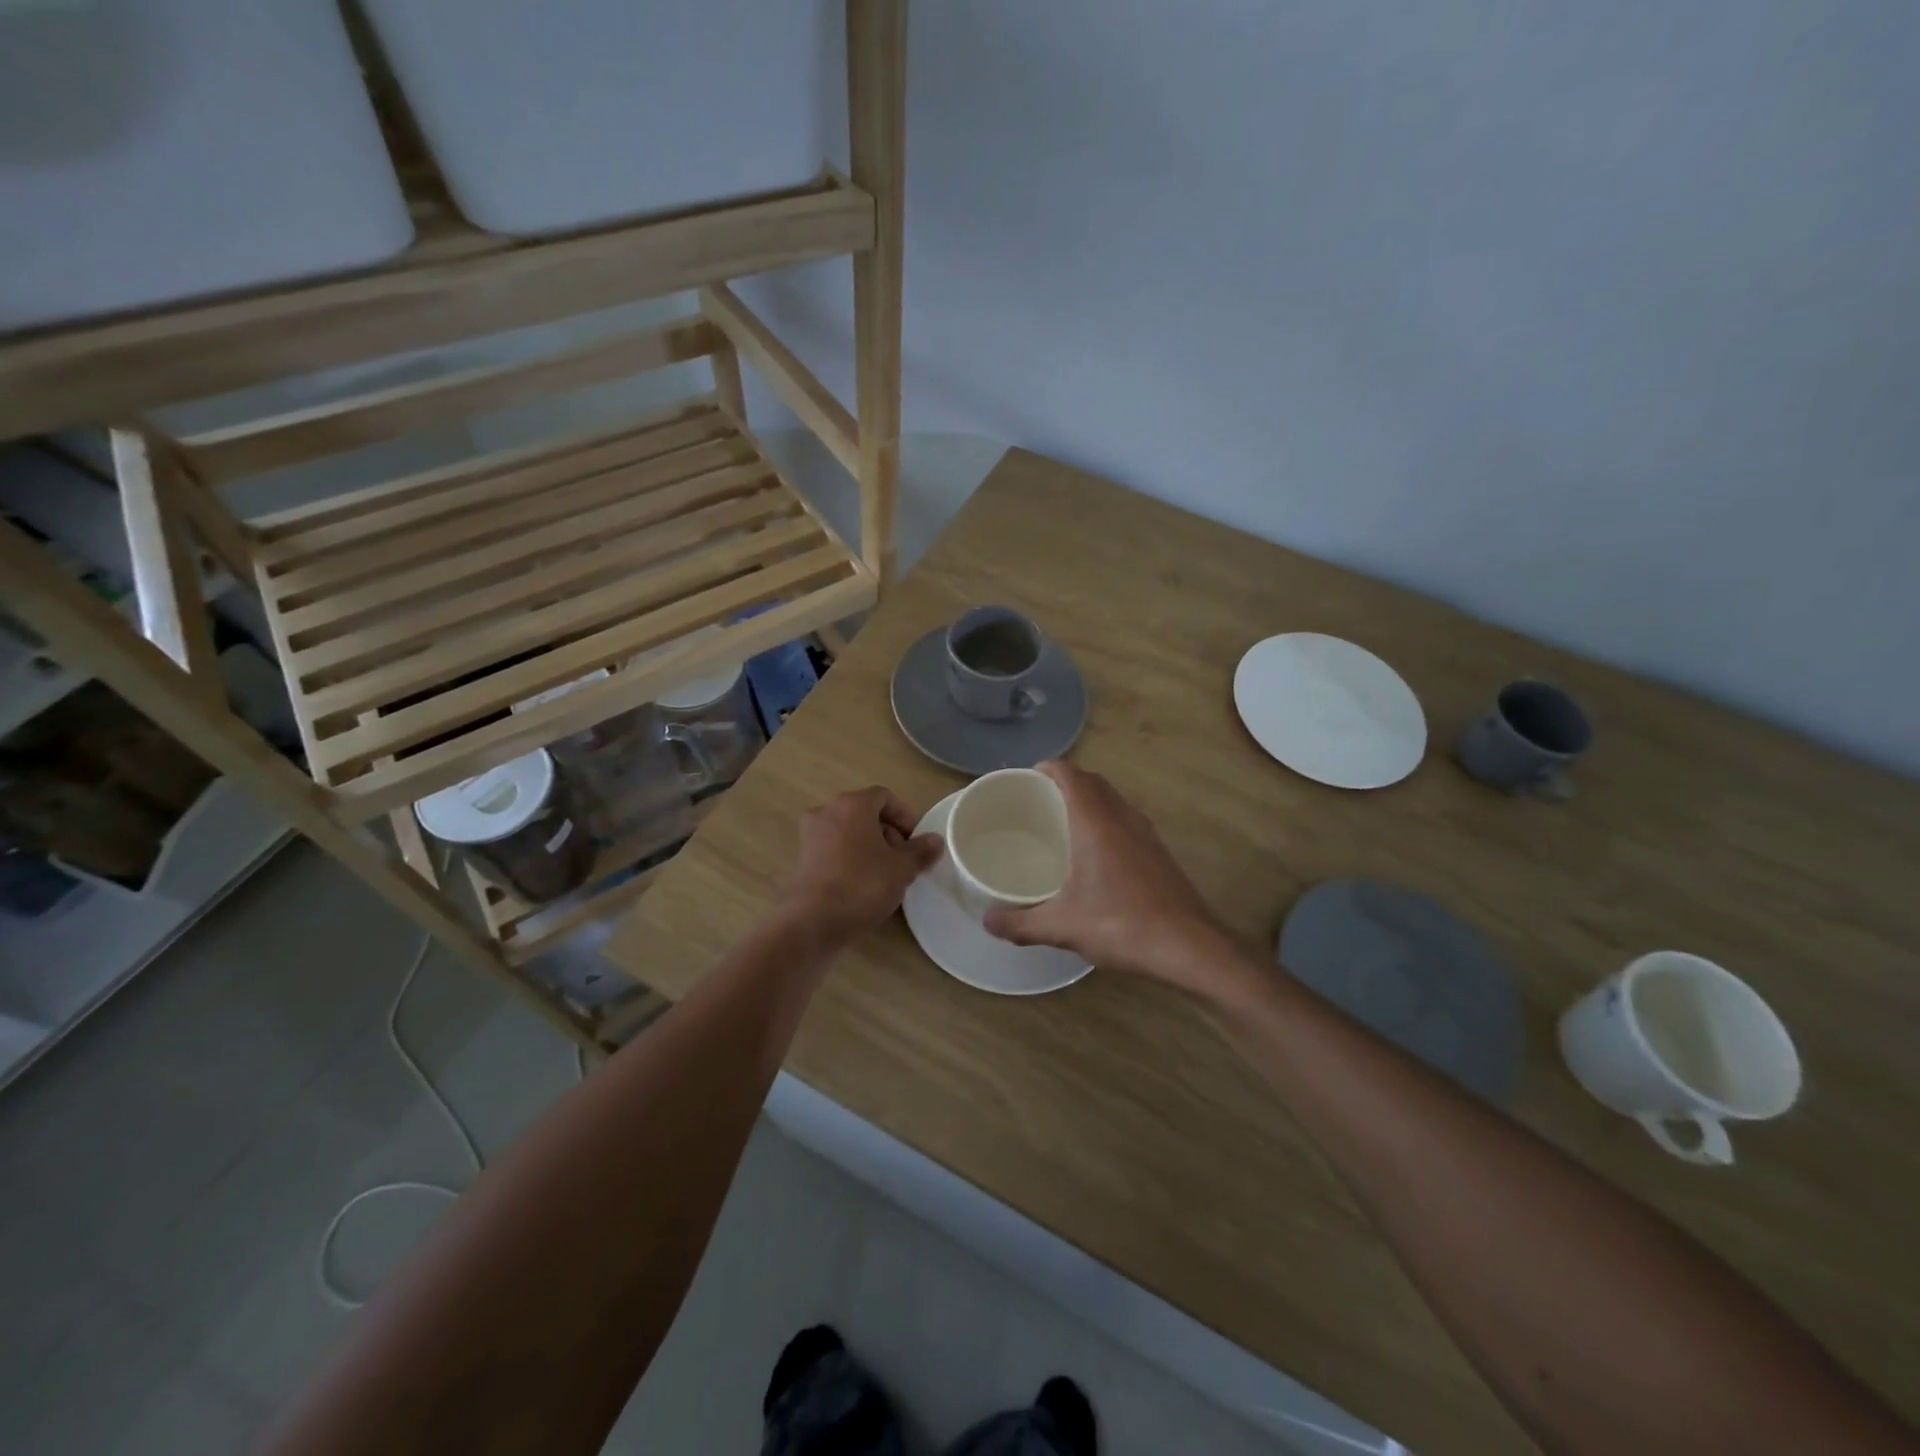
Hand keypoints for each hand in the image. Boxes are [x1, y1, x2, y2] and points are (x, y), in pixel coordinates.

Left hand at [777, 786, 942, 950]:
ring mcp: (810, 836)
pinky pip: (834, 850)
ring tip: (885, 875)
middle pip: (865, 813)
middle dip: (888, 833)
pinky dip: (851, 859)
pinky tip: (862, 885)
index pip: (884, 796)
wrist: (812, 922)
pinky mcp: (802, 860)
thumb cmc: (862, 884)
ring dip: (870, 847)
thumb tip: (934, 841)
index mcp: (852, 804)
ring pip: (849, 832)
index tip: (916, 841)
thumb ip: (920, 851)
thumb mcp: (902, 869)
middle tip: (903, 860)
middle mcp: (827, 812)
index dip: (905, 816)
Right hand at [983, 762, 1242, 996]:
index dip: (1048, 769)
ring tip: (1064, 822)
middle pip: (1093, 782)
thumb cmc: (1122, 925)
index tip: (1027, 777)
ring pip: (1114, 800)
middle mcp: (1123, 819)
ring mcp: (1146, 834)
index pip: (1071, 775)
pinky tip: (1095, 854)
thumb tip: (987, 921)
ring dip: (1090, 799)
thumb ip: (1020, 923)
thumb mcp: (1062, 927)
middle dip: (1066, 782)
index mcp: (1096, 823)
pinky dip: (1107, 820)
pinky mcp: (1159, 853)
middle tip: (1039, 800)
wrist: (1190, 947)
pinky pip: (1127, 820)